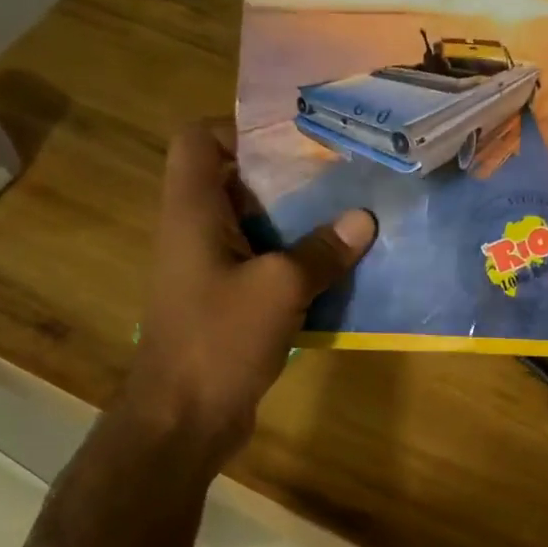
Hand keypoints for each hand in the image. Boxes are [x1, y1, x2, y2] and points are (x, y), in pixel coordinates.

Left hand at [117, 122, 374, 464]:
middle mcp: (194, 232)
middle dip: (286, 177)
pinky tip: (337, 270)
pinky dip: (294, 263)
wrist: (183, 419)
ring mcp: (208, 270)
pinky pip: (261, 267)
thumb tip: (364, 220)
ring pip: (253, 227)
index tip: (294, 140)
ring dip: (296, 224)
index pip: (199, 140)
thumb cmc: (219, 341)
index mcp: (192, 211)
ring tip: (349, 216)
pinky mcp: (224, 304)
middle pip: (234, 181)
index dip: (240, 128)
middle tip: (340, 176)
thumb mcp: (279, 289)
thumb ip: (321, 252)